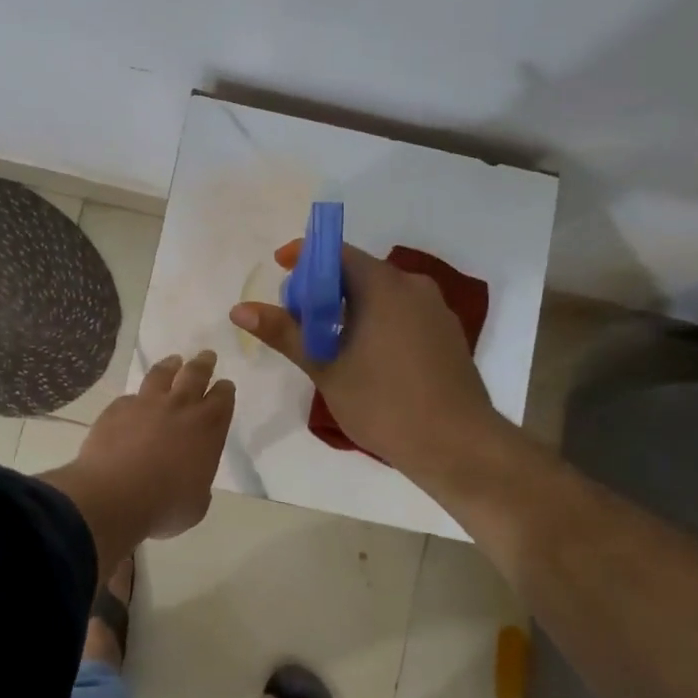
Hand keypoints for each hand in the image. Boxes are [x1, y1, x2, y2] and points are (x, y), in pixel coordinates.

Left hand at [41, 352, 234, 560]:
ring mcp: (146, 404)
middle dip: (204, 364)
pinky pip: (130, 398)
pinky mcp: (117, 409)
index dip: (224, 390)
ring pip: (162, 374)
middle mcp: (180, 408)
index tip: (224, 385)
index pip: (222, 399)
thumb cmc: (164, 506)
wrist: (113, 497)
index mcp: (207, 429)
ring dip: (170, 366)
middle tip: (207, 356)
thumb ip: (198, 482)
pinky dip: (136, 399)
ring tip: (173, 361)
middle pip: (196, 374)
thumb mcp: (196, 504)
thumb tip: (191, 478)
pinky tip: (133, 403)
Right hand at [230, 241, 503, 486]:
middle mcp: (414, 286)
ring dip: (349, 307)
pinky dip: (376, 321)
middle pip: (359, 272)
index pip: (337, 252)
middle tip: (296, 317)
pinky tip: (363, 356)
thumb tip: (240, 309)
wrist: (457, 445)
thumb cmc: (385, 404)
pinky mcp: (446, 334)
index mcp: (384, 286)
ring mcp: (435, 310)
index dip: (304, 257)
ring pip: (382, 294)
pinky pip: (402, 312)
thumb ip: (285, 333)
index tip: (278, 269)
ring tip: (325, 342)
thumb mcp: (326, 369)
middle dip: (323, 288)